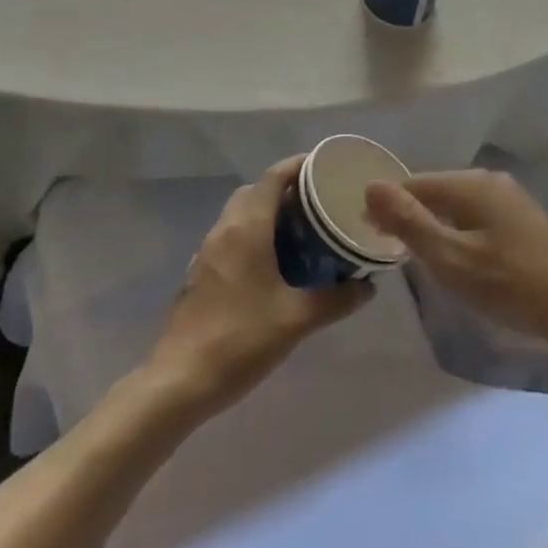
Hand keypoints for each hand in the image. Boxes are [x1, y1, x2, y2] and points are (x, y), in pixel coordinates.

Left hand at [144, 157, 370, 419]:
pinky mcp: (200, 273)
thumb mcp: (297, 319)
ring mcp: (207, 252)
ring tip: (301, 232)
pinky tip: (273, 265)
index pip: (273, 177)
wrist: (179, 382)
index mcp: (247, 229)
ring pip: (240, 214)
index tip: (326, 168)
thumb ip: (336, 299)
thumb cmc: (241, 339)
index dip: (298, 166)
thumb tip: (368, 286)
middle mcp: (224, 230)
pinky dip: (253, 235)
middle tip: (318, 203)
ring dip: (267, 212)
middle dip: (285, 189)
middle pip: (255, 191)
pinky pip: (231, 237)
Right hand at [365, 170, 547, 362]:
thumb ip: (409, 223)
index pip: (414, 183)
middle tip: (391, 253)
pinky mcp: (525, 223)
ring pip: (458, 207)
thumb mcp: (452, 258)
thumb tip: (370, 186)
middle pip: (436, 191)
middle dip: (411, 216)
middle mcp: (491, 181)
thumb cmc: (513, 284)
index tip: (368, 235)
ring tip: (420, 260)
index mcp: (471, 184)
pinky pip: (477, 219)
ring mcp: (512, 201)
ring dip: (435, 228)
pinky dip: (460, 235)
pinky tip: (460, 262)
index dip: (387, 207)